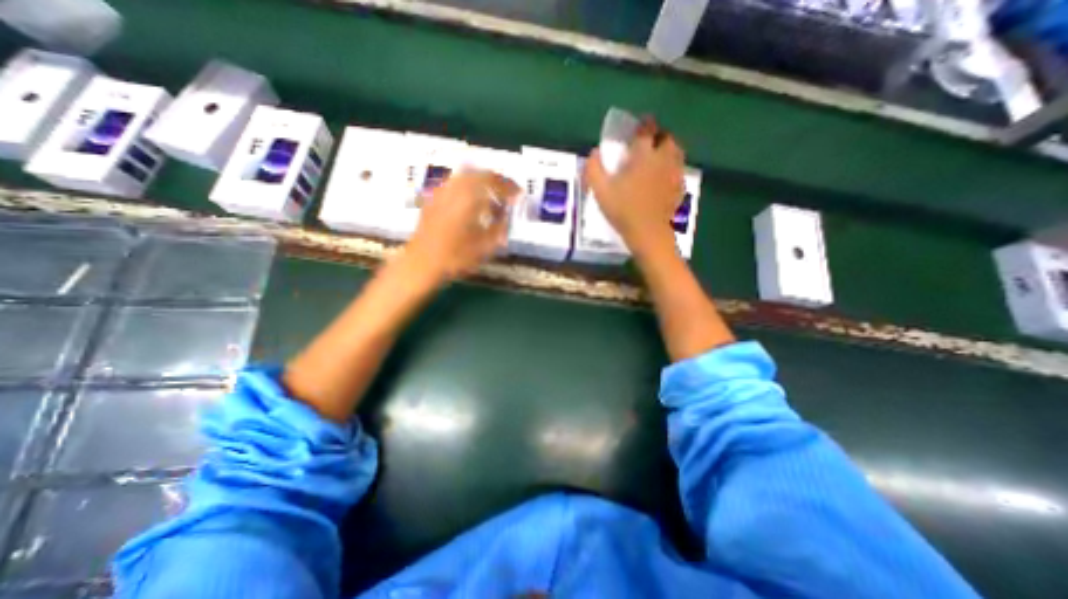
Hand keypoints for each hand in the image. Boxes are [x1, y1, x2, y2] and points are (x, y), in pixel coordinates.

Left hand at [404, 166, 519, 282]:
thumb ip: (499, 228)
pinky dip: (467, 189)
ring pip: (465, 177)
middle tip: (506, 193)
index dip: (508, 186)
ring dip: (481, 183)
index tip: (518, 194)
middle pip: (478, 173)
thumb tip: (506, 216)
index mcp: (468, 197)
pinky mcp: (432, 200)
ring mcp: (440, 193)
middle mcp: (454, 189)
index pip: (493, 181)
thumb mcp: (484, 247)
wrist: (421, 264)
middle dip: (495, 181)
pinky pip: (454, 185)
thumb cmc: (455, 257)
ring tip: (490, 199)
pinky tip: (470, 204)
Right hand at [583, 118, 684, 255]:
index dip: (641, 126)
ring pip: (676, 152)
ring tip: (655, 158)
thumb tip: (594, 152)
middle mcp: (663, 159)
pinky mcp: (679, 188)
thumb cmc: (623, 211)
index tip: (636, 129)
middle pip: (665, 138)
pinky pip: (678, 169)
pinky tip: (663, 178)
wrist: (648, 234)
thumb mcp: (601, 192)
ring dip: (666, 150)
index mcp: (644, 156)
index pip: (645, 130)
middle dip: (656, 136)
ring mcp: (674, 173)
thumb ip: (594, 169)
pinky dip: (672, 167)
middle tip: (645, 145)